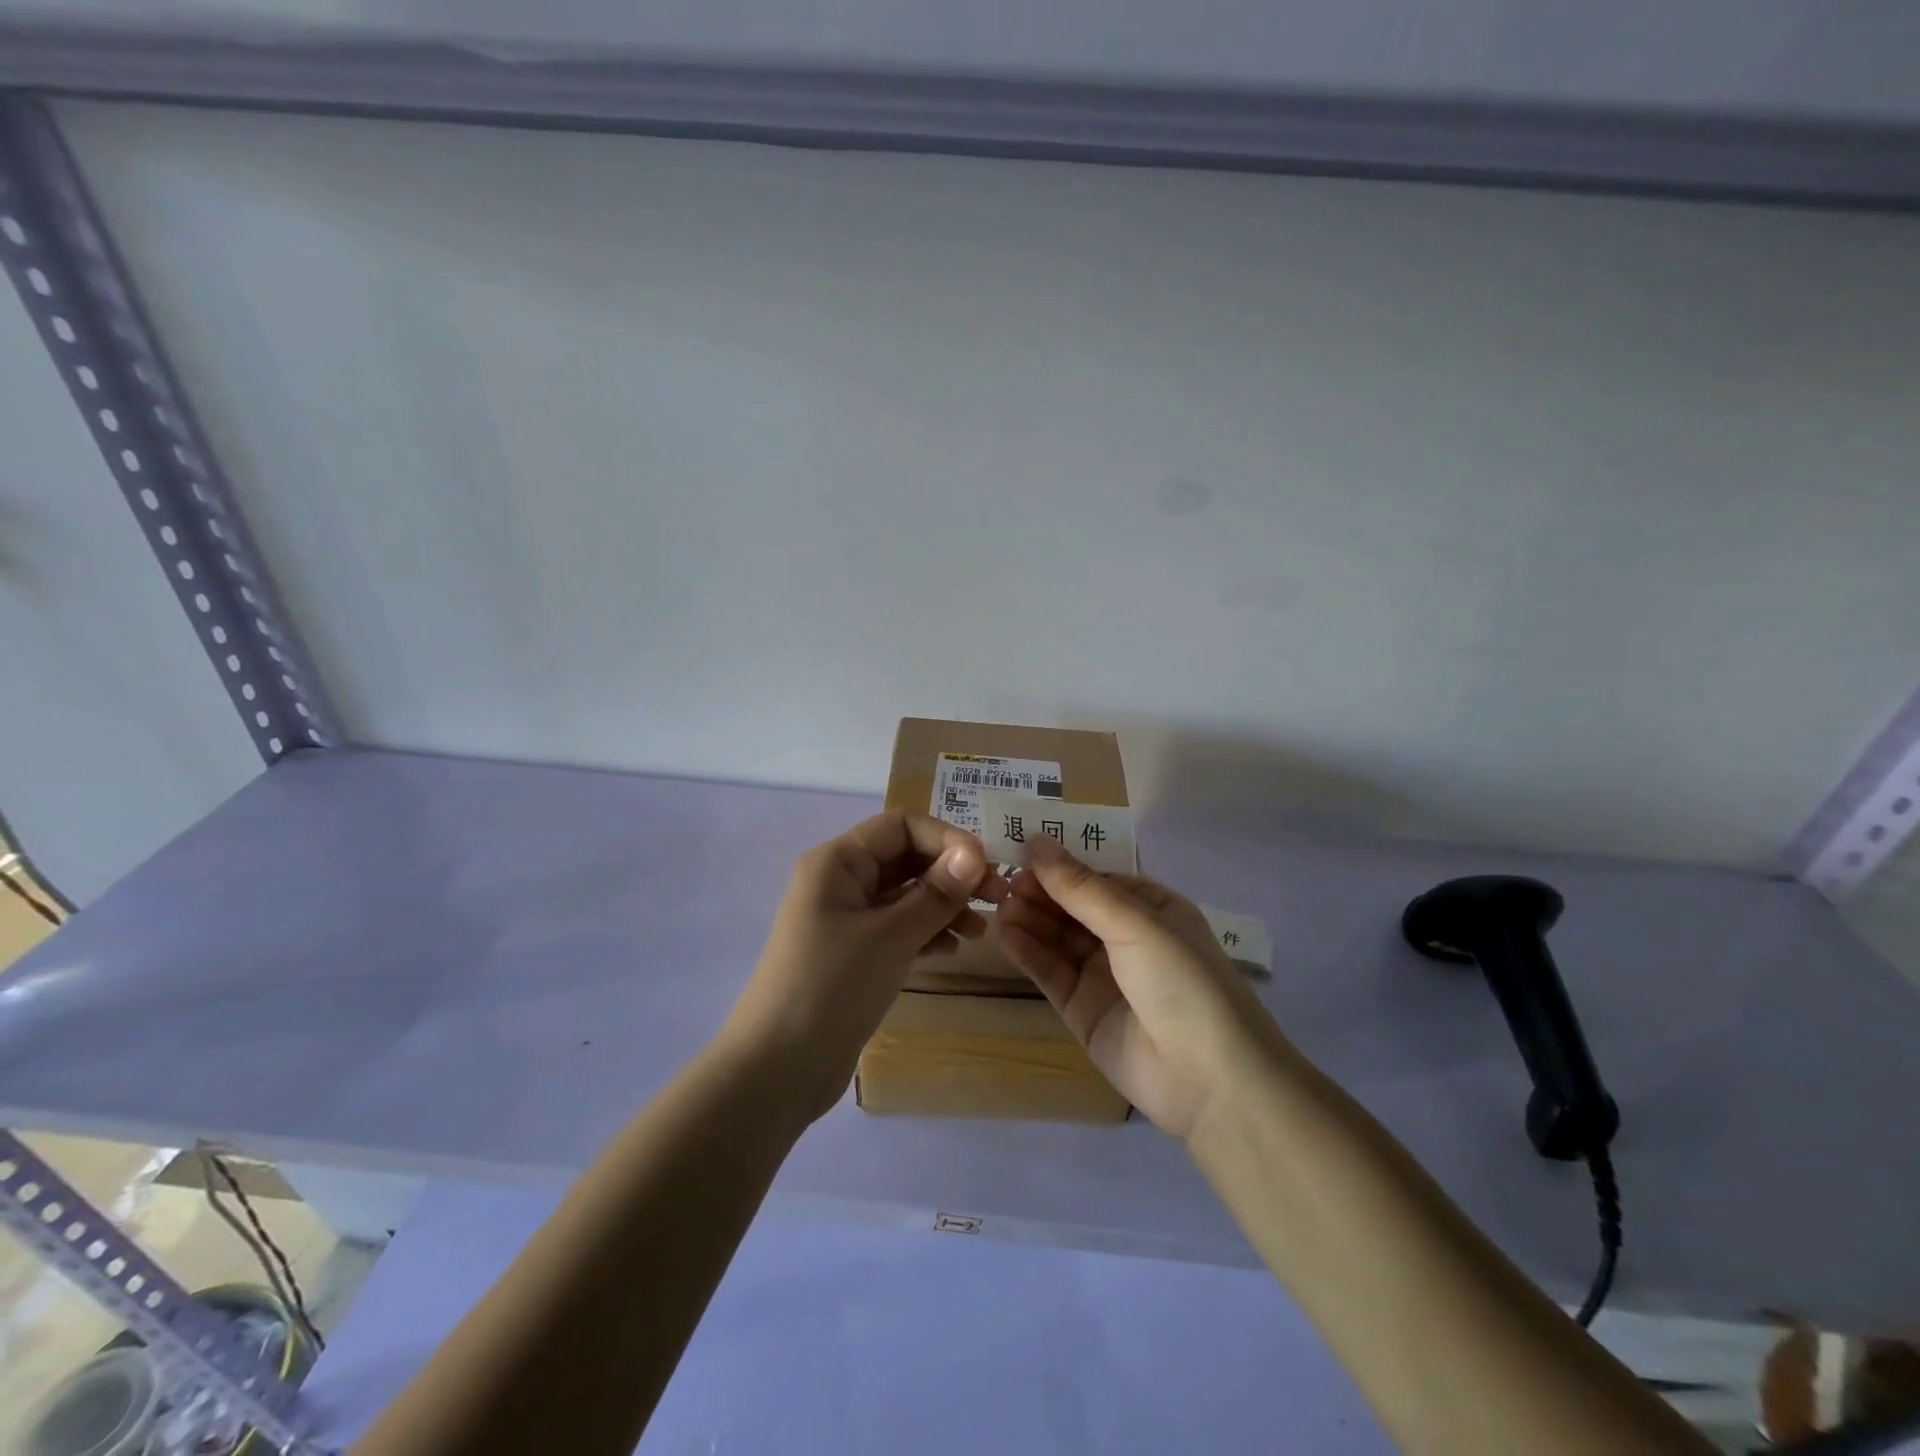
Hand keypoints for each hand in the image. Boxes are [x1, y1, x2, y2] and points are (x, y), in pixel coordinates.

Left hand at [723, 811, 1009, 1121]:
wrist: (778, 1069)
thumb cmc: (831, 987)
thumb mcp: (890, 936)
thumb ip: (935, 893)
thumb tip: (975, 853)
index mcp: (838, 862)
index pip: (901, 826)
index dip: (946, 838)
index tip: (986, 866)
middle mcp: (841, 882)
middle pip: (906, 859)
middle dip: (951, 874)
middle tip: (997, 898)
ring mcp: (846, 920)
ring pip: (905, 895)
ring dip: (944, 906)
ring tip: (978, 933)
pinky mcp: (854, 954)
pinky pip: (898, 928)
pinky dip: (926, 933)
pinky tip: (951, 951)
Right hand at [998, 837, 1288, 1141]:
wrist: (1210, 1080)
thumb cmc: (1182, 982)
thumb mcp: (1135, 924)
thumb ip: (1081, 888)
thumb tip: (1036, 841)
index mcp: (1151, 908)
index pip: (1095, 878)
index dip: (1059, 866)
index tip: (1020, 853)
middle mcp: (1126, 937)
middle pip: (1072, 907)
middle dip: (1040, 892)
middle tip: (1003, 882)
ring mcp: (1103, 975)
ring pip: (1057, 938)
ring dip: (1029, 919)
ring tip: (999, 904)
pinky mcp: (1081, 1009)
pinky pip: (1050, 972)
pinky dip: (1028, 952)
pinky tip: (1005, 933)